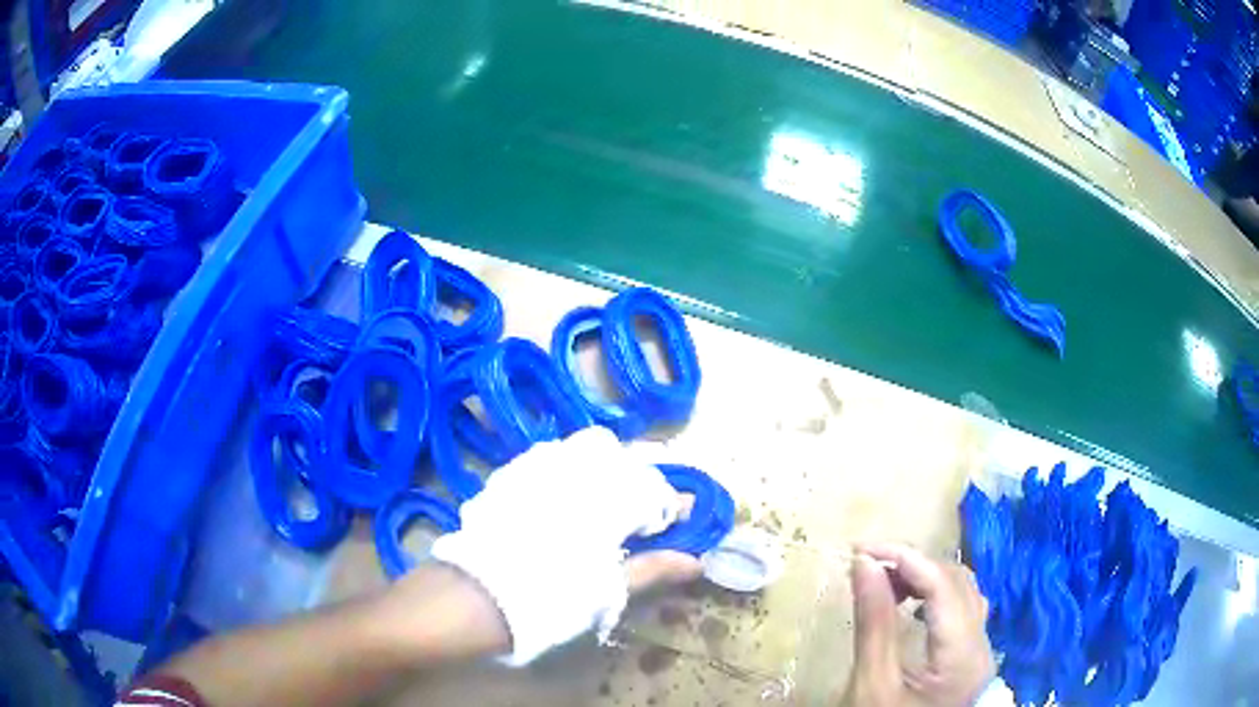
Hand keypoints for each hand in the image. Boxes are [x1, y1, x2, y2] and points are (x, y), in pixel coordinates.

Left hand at [430, 427, 702, 665]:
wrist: (475, 597)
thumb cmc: (551, 598)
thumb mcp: (608, 590)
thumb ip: (653, 568)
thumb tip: (696, 562)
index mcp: (605, 496)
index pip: (653, 490)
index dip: (668, 507)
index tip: (677, 522)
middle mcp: (573, 468)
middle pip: (619, 458)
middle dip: (635, 483)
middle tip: (637, 519)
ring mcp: (537, 466)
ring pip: (582, 451)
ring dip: (601, 471)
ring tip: (602, 508)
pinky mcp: (509, 474)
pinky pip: (549, 458)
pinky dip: (567, 473)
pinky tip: (562, 503)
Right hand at [843, 543, 994, 706]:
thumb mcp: (871, 685)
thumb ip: (873, 624)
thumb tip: (864, 564)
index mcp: (962, 656)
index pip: (943, 586)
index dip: (906, 558)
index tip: (861, 550)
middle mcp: (982, 645)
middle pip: (958, 582)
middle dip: (914, 564)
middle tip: (868, 566)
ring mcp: (980, 649)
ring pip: (963, 591)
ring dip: (925, 576)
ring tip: (885, 579)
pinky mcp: (970, 654)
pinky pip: (961, 607)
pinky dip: (934, 593)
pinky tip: (910, 600)